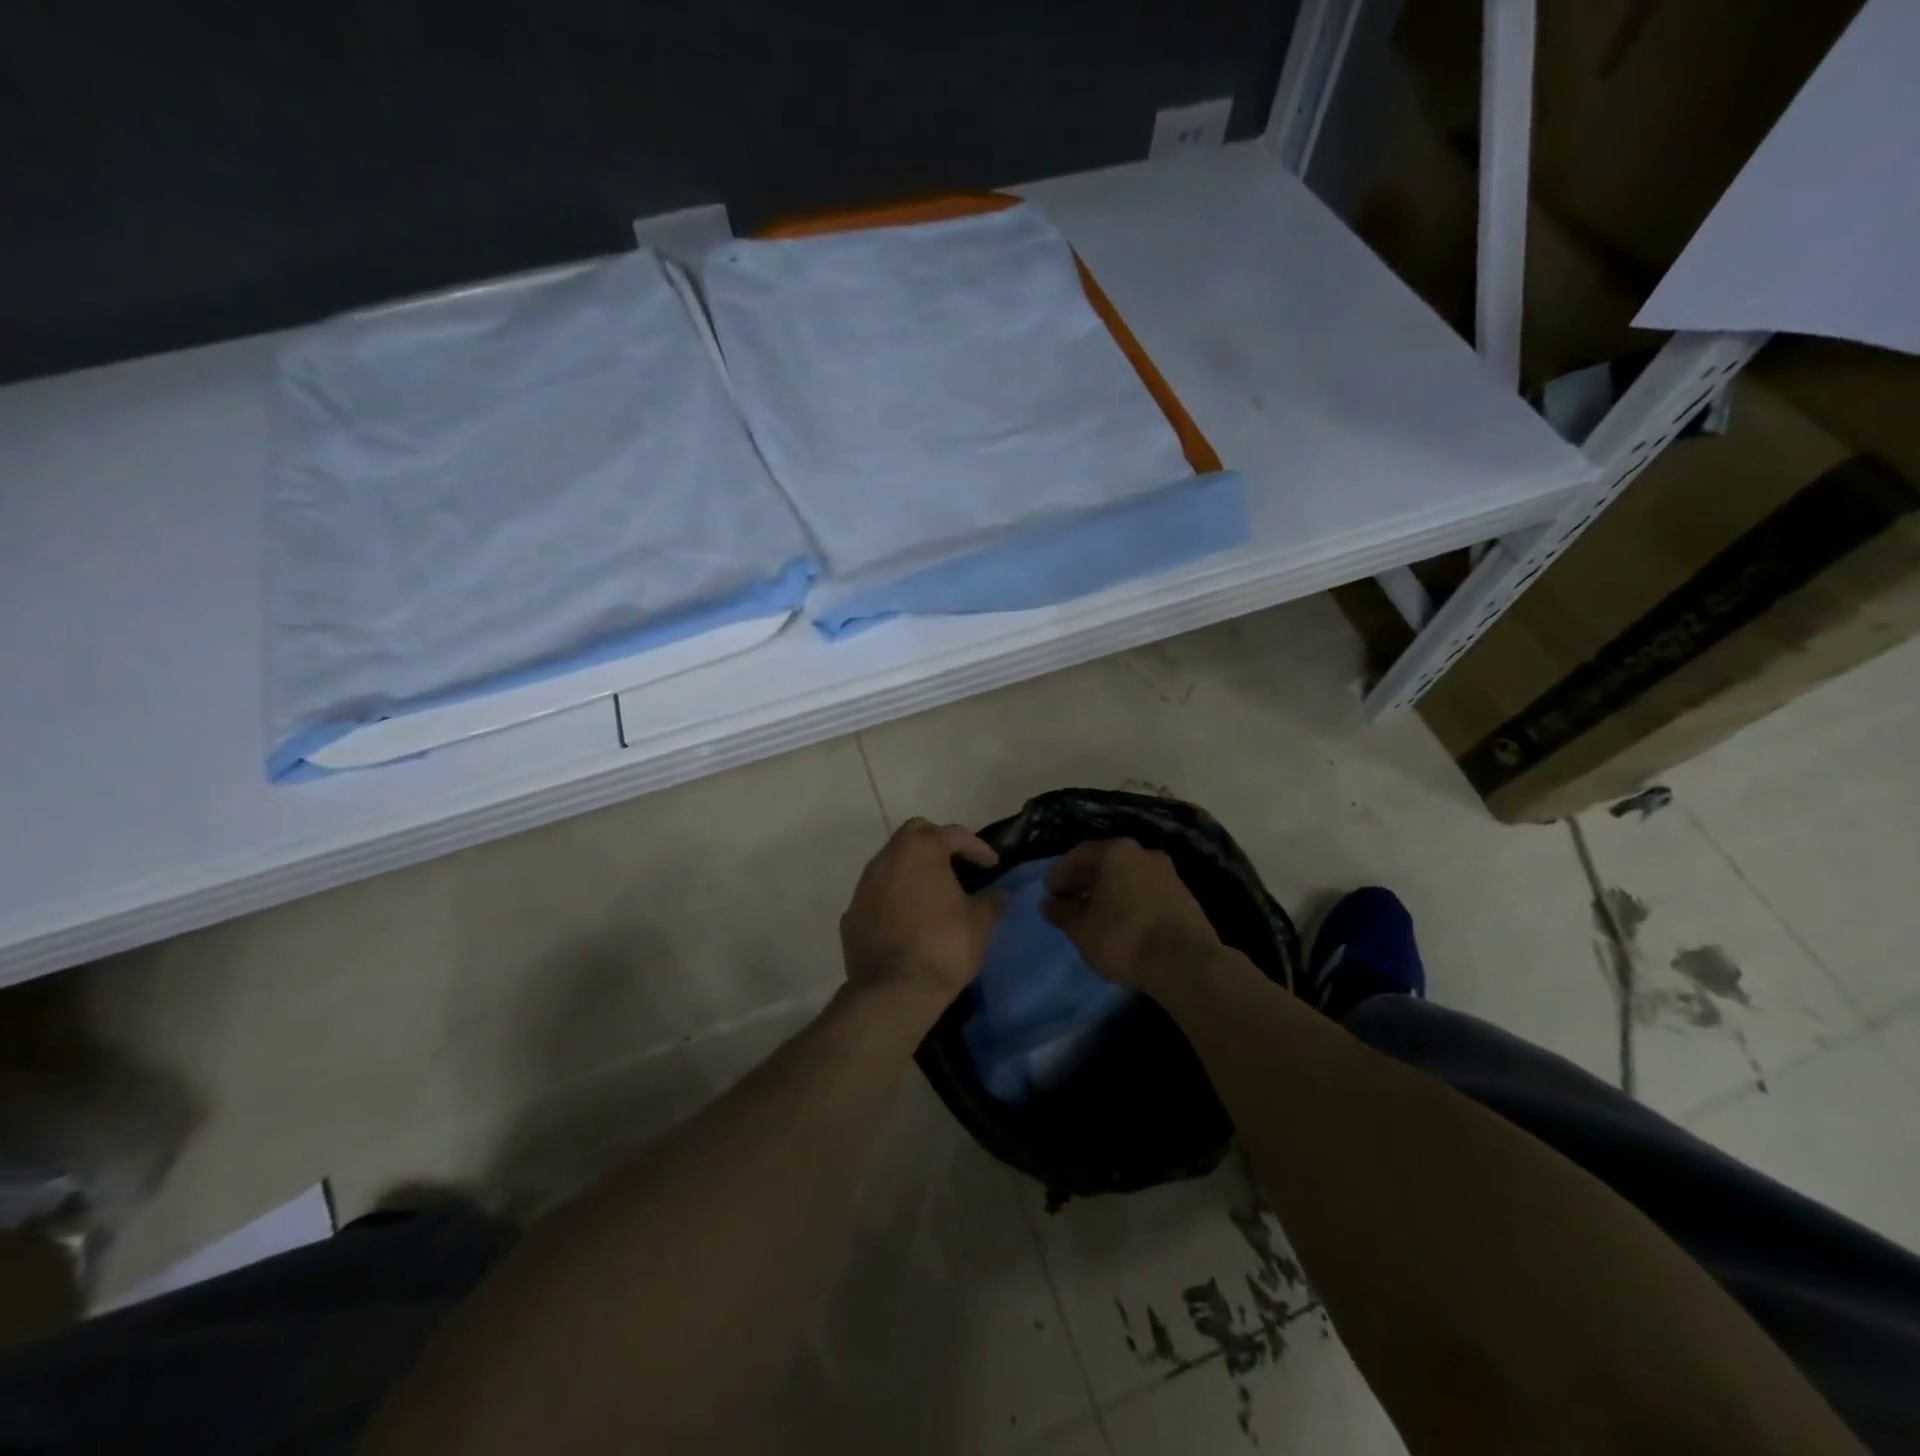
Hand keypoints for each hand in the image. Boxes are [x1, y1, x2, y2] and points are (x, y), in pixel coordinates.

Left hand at [840, 818, 1004, 1009]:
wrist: (893, 992)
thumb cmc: (944, 947)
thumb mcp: (980, 924)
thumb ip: (992, 902)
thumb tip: (1001, 894)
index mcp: (921, 851)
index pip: (953, 833)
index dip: (977, 847)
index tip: (991, 865)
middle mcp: (888, 858)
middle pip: (915, 833)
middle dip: (937, 842)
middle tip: (957, 865)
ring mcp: (864, 886)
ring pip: (891, 862)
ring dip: (913, 869)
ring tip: (933, 893)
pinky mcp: (851, 914)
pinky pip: (877, 894)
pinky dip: (894, 897)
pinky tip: (908, 919)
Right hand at [1041, 839, 1221, 991]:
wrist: (1186, 963)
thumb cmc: (1123, 938)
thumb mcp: (1080, 929)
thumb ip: (1061, 913)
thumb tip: (1048, 904)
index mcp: (1115, 851)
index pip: (1078, 855)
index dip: (1060, 874)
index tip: (1050, 895)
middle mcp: (1142, 853)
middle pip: (1105, 863)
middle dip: (1085, 882)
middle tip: (1070, 904)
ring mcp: (1167, 873)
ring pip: (1128, 877)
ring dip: (1109, 892)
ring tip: (1096, 917)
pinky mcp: (1184, 896)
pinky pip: (1146, 891)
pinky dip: (1130, 901)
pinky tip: (1124, 924)